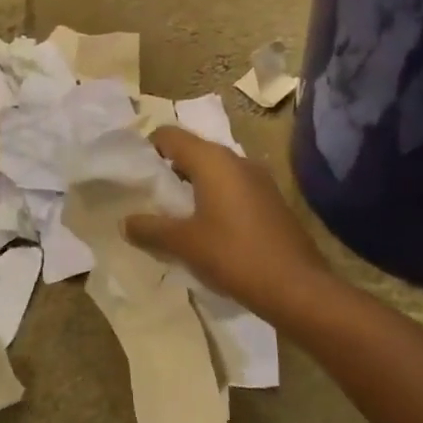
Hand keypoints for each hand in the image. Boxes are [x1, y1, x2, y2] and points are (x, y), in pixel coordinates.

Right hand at [124, 126, 334, 321]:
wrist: (297, 287)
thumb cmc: (233, 255)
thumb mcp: (184, 243)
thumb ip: (150, 229)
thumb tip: (125, 222)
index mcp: (212, 160)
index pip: (170, 135)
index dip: (148, 148)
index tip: (133, 172)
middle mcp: (236, 160)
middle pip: (193, 151)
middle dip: (169, 169)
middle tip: (149, 195)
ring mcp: (258, 179)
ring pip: (214, 171)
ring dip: (192, 186)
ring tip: (174, 214)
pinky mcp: (271, 200)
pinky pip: (233, 188)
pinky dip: (214, 198)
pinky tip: (207, 228)